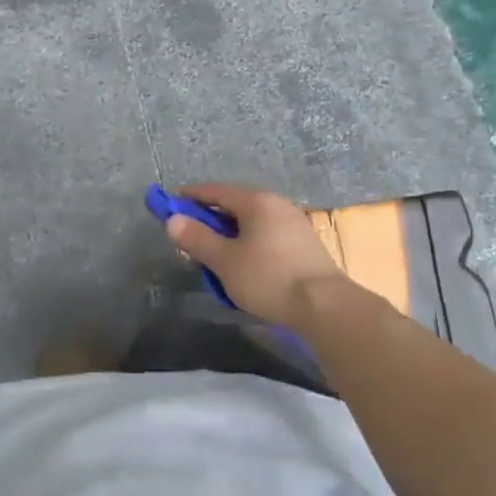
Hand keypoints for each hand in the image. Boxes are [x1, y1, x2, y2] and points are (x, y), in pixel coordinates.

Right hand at [165, 182, 345, 328]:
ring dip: (230, 233)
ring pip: (252, 221)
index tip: (171, 204)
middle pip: (235, 204)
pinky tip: (244, 264)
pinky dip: (249, 242)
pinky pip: (267, 234)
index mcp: (256, 201)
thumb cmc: (268, 278)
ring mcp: (293, 222)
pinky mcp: (304, 243)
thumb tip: (173, 220)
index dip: (191, 197)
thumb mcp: (225, 260)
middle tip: (191, 236)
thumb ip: (197, 238)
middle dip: (210, 218)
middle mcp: (276, 204)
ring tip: (216, 254)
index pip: (216, 190)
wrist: (324, 306)